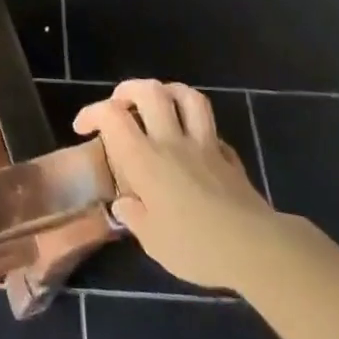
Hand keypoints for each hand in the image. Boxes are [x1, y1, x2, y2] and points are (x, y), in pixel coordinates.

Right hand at [74, 79, 275, 291]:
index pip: (112, 116)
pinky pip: (212, 130)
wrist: (255, 248)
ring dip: (168, 92)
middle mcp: (171, 141)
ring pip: (187, 97)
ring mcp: (204, 145)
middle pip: (150, 91)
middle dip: (128, 89)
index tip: (83, 128)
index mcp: (145, 159)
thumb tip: (124, 204)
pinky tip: (194, 142)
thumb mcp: (153, 242)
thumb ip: (135, 217)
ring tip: (158, 103)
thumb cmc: (195, 246)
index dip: (92, 112)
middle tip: (119, 105)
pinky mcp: (229, 157)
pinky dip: (199, 128)